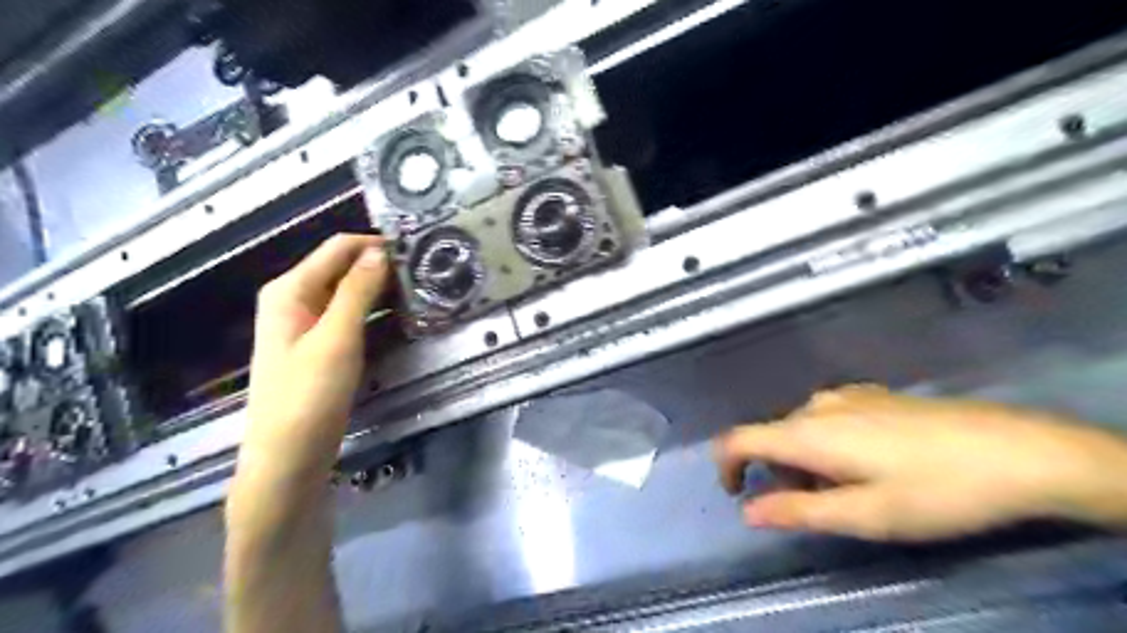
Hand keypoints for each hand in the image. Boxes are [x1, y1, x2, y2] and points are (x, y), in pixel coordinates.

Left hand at [226, 235, 389, 632]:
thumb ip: (358, 291)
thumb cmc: (308, 396)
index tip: (419, 250)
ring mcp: (309, 324)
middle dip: (383, 268)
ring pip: (352, 294)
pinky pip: (353, 318)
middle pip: (344, 269)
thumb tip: (380, 251)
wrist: (288, 459)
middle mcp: (296, 299)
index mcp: (290, 289)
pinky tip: (404, 319)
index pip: (339, 248)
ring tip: (424, 294)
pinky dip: (377, 314)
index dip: (377, 244)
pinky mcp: (323, 346)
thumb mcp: (337, 339)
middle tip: (427, 274)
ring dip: (384, 292)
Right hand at [711, 383, 1126, 540]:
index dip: (726, 465)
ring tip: (853, 490)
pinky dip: (828, 444)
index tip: (737, 495)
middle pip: (773, 437)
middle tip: (821, 508)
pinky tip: (872, 463)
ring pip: (802, 428)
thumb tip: (748, 511)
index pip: (739, 439)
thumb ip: (798, 511)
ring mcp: (846, 395)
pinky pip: (828, 418)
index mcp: (807, 433)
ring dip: (807, 462)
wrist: (1015, 450)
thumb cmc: (935, 489)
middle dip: (780, 474)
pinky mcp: (871, 395)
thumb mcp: (865, 515)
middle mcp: (817, 406)